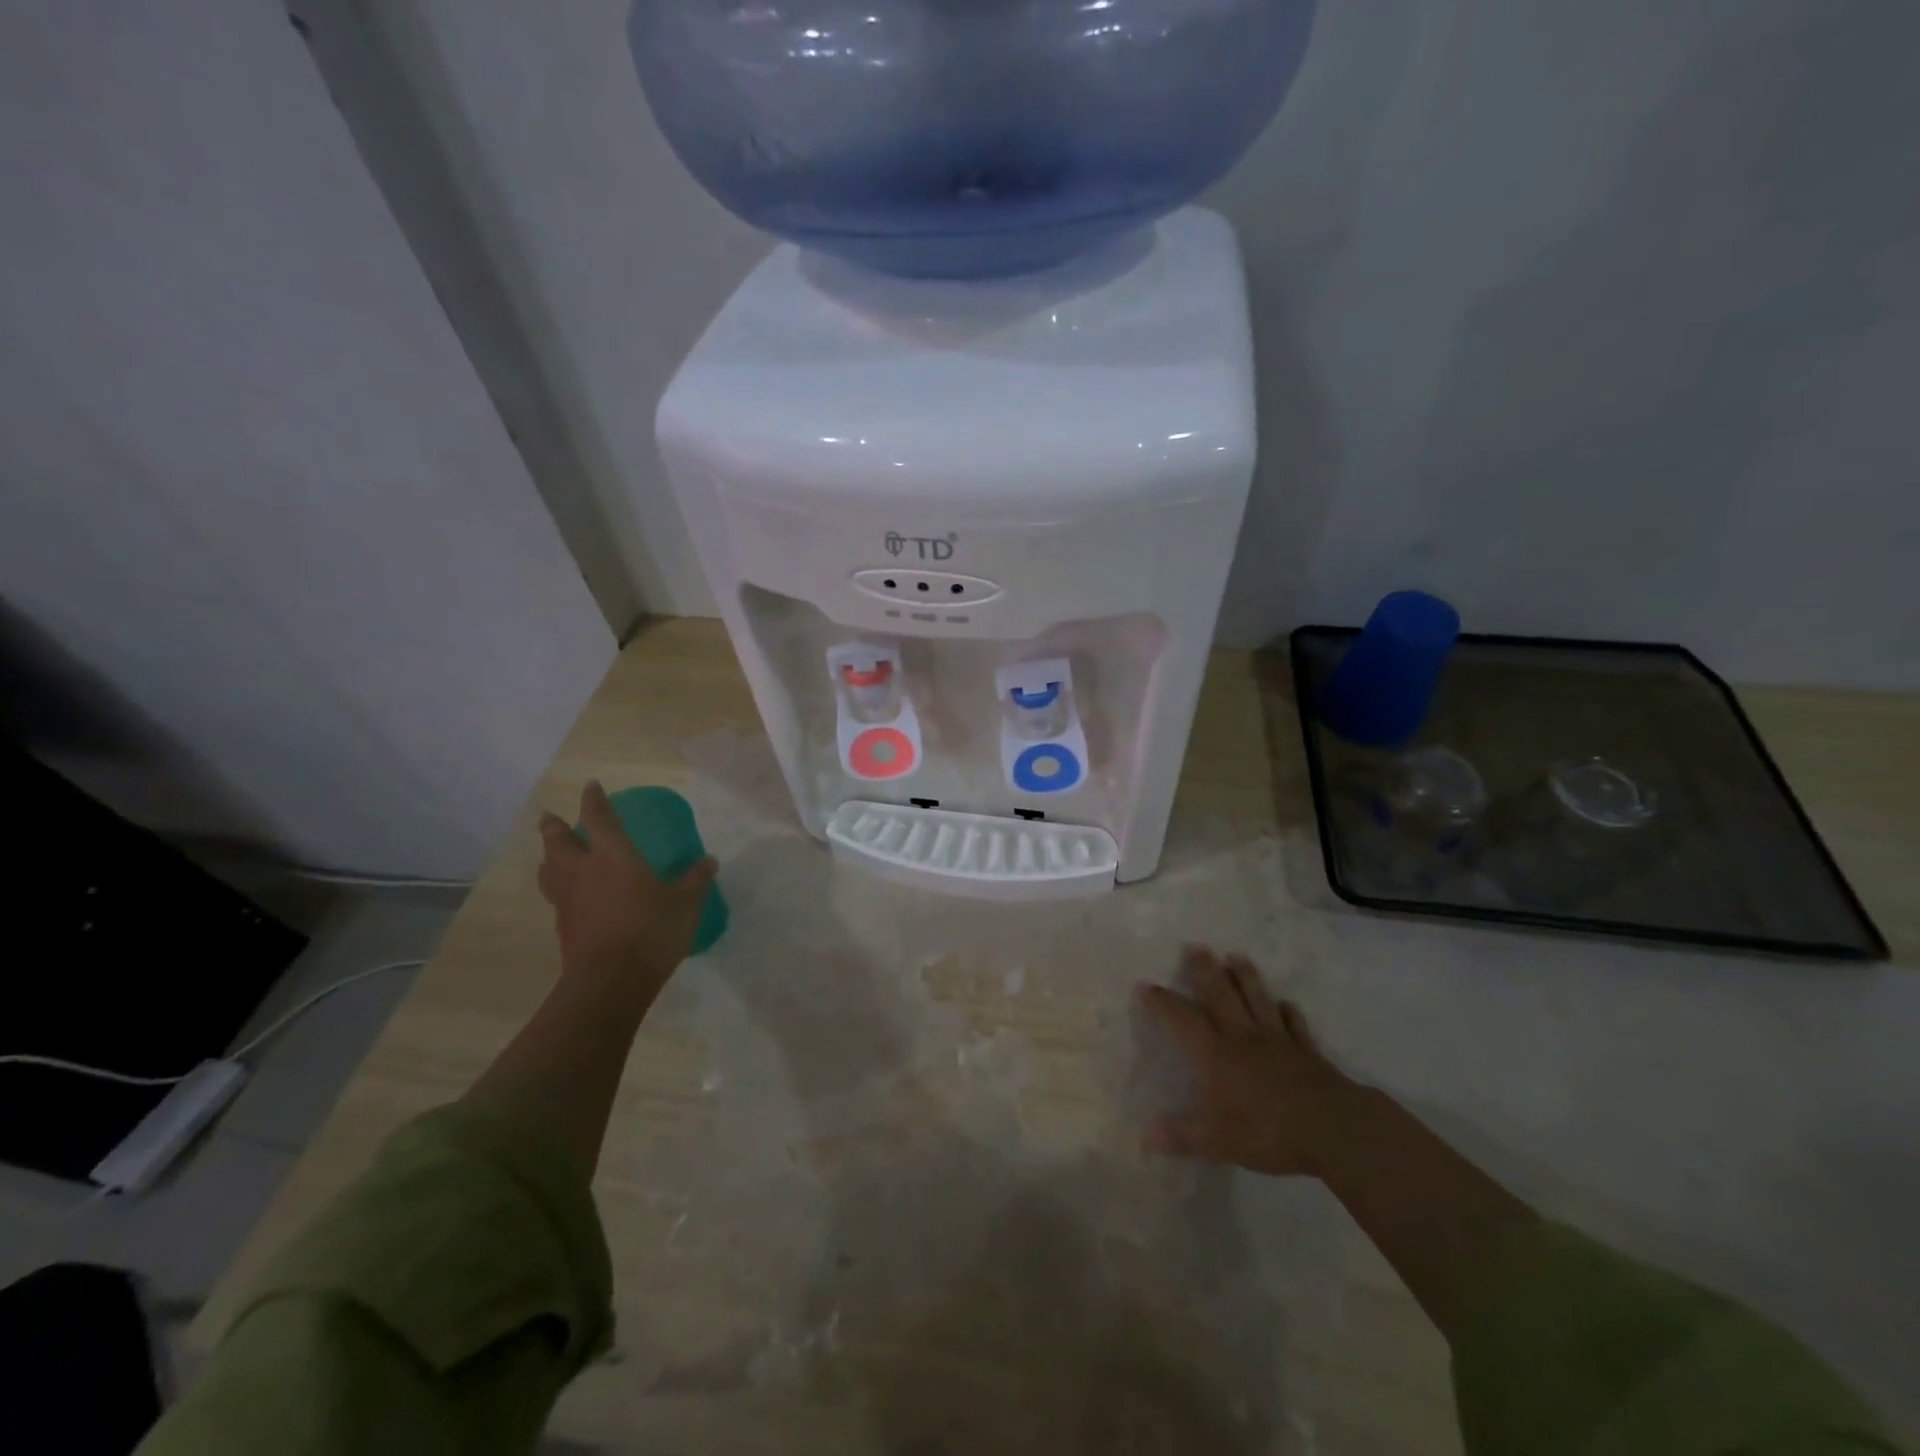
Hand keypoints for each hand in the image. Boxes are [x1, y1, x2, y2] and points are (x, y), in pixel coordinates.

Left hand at [537, 781, 717, 1002]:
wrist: (610, 981)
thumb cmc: (651, 931)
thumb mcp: (685, 904)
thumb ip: (695, 880)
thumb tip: (709, 861)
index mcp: (613, 856)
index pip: (599, 818)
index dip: (594, 800)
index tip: (590, 785)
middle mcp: (584, 870)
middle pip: (558, 842)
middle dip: (554, 827)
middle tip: (550, 817)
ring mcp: (568, 900)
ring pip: (548, 869)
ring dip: (548, 857)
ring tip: (552, 854)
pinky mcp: (563, 926)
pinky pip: (555, 897)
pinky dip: (558, 887)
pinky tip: (569, 894)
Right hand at [1135, 946, 1359, 1177]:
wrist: (1332, 1128)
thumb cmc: (1268, 1131)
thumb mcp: (1217, 1140)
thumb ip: (1182, 1135)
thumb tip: (1145, 1135)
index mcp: (1217, 1055)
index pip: (1184, 1020)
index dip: (1164, 1003)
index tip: (1147, 985)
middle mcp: (1244, 1038)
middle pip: (1222, 996)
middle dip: (1206, 971)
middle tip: (1196, 947)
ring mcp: (1278, 1041)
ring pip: (1257, 1000)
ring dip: (1245, 977)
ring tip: (1236, 956)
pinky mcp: (1307, 1052)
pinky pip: (1295, 1025)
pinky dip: (1288, 1012)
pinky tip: (1286, 1004)